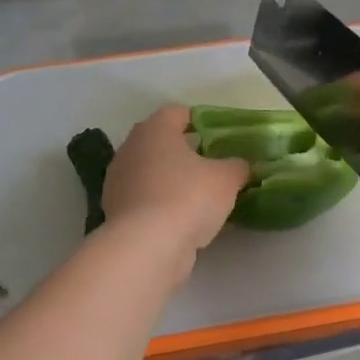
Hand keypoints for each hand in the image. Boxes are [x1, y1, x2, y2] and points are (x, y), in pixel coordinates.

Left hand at [102, 106, 248, 261]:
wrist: (147, 247)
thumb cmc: (188, 197)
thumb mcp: (227, 179)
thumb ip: (238, 166)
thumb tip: (243, 165)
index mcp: (155, 129)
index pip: (178, 113)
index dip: (201, 121)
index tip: (221, 136)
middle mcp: (130, 149)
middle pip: (162, 143)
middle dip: (187, 152)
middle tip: (214, 165)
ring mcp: (118, 182)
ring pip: (153, 173)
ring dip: (173, 181)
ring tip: (202, 197)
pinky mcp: (116, 212)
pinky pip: (147, 200)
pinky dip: (163, 205)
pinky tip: (185, 220)